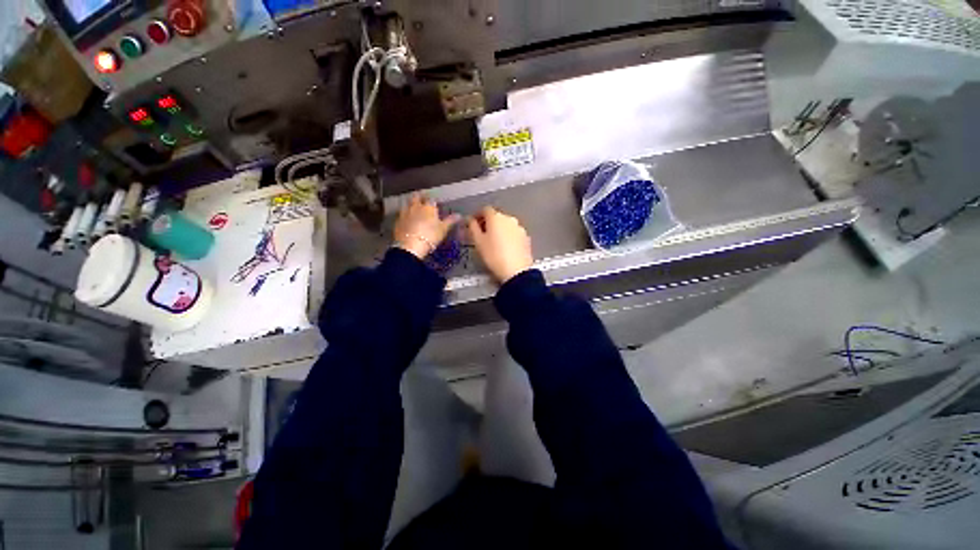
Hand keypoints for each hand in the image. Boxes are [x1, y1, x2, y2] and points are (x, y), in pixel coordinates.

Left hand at [393, 193, 460, 258]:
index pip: (431, 199)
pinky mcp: (398, 221)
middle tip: (423, 200)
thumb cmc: (430, 236)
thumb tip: (459, 215)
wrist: (411, 245)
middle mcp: (416, 206)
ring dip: (411, 205)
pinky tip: (407, 220)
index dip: (434, 201)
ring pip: (408, 204)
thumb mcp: (443, 229)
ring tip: (415, 209)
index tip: (436, 204)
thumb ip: (450, 221)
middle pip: (416, 197)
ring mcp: (405, 213)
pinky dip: (405, 215)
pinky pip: (402, 214)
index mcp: (428, 207)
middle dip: (420, 197)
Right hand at [468, 207, 533, 283]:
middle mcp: (509, 219)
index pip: (484, 210)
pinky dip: (508, 236)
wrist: (516, 270)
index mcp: (496, 217)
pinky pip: (514, 233)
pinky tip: (505, 248)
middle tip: (482, 235)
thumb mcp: (478, 242)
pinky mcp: (526, 237)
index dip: (477, 215)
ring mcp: (519, 228)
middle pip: (496, 216)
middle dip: (488, 223)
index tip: (473, 224)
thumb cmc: (494, 255)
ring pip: (506, 225)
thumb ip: (472, 227)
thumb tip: (470, 220)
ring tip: (494, 243)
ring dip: (499, 230)